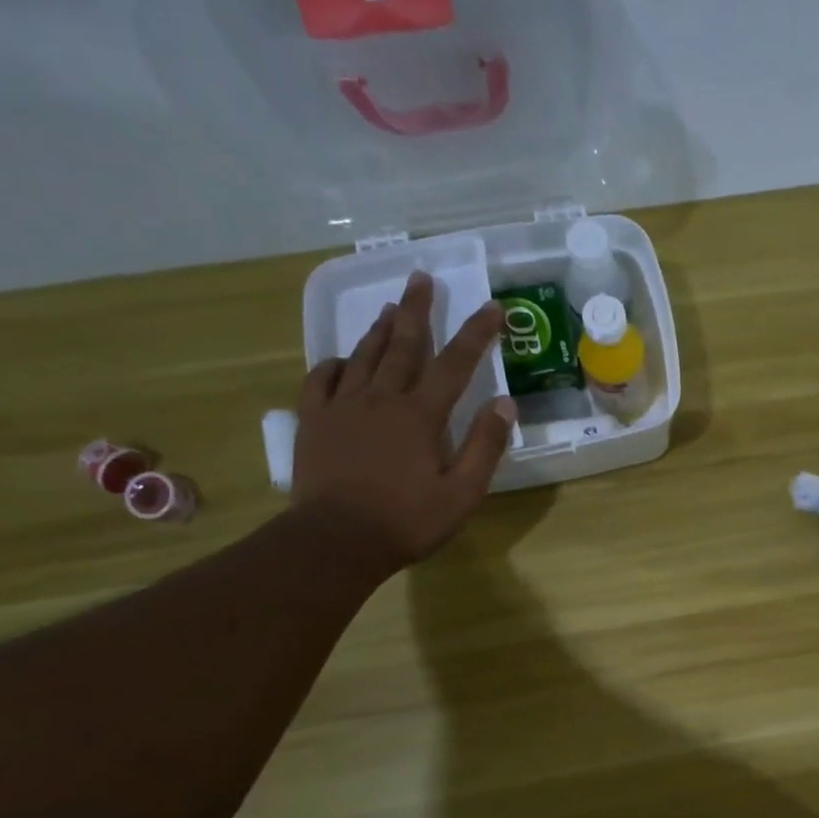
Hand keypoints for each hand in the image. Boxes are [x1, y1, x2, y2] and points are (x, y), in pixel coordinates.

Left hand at [293, 273, 513, 571]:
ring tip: (389, 308)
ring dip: (379, 329)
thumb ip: (484, 446)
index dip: (476, 333)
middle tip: (421, 278)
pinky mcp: (314, 421)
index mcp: (421, 415)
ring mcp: (342, 406)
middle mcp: (381, 398)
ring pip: (363, 356)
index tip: (492, 307)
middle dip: (417, 310)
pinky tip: (342, 360)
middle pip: (403, 344)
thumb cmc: (408, 521)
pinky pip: (321, 379)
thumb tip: (504, 403)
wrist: (337, 540)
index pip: (455, 364)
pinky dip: (335, 363)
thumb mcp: (462, 493)